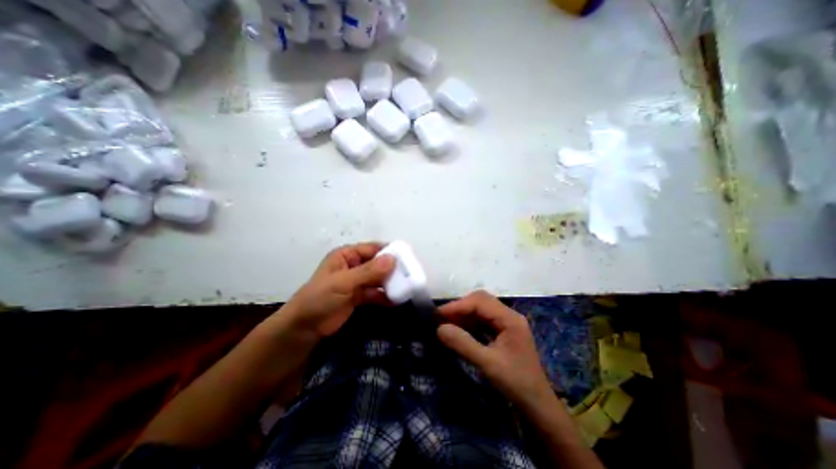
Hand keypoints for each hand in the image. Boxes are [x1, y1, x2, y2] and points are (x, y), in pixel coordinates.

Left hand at [281, 244, 396, 338]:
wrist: (304, 329)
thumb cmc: (320, 298)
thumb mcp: (344, 282)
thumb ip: (368, 271)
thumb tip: (393, 259)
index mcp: (347, 255)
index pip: (372, 249)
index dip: (389, 252)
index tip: (407, 257)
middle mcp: (354, 266)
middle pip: (378, 264)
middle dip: (392, 269)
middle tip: (410, 273)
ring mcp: (357, 282)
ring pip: (378, 279)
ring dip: (390, 283)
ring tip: (407, 286)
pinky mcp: (359, 297)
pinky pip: (376, 293)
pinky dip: (385, 296)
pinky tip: (397, 299)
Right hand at [438, 291, 553, 408]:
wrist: (537, 405)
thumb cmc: (516, 383)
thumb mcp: (488, 364)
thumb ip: (463, 344)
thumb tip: (439, 328)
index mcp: (510, 319)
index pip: (480, 302)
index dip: (458, 306)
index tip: (438, 314)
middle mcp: (509, 315)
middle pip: (481, 301)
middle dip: (460, 307)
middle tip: (442, 318)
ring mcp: (506, 322)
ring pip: (481, 309)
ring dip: (463, 314)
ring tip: (446, 323)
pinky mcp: (503, 330)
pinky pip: (483, 320)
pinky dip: (469, 322)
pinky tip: (459, 329)